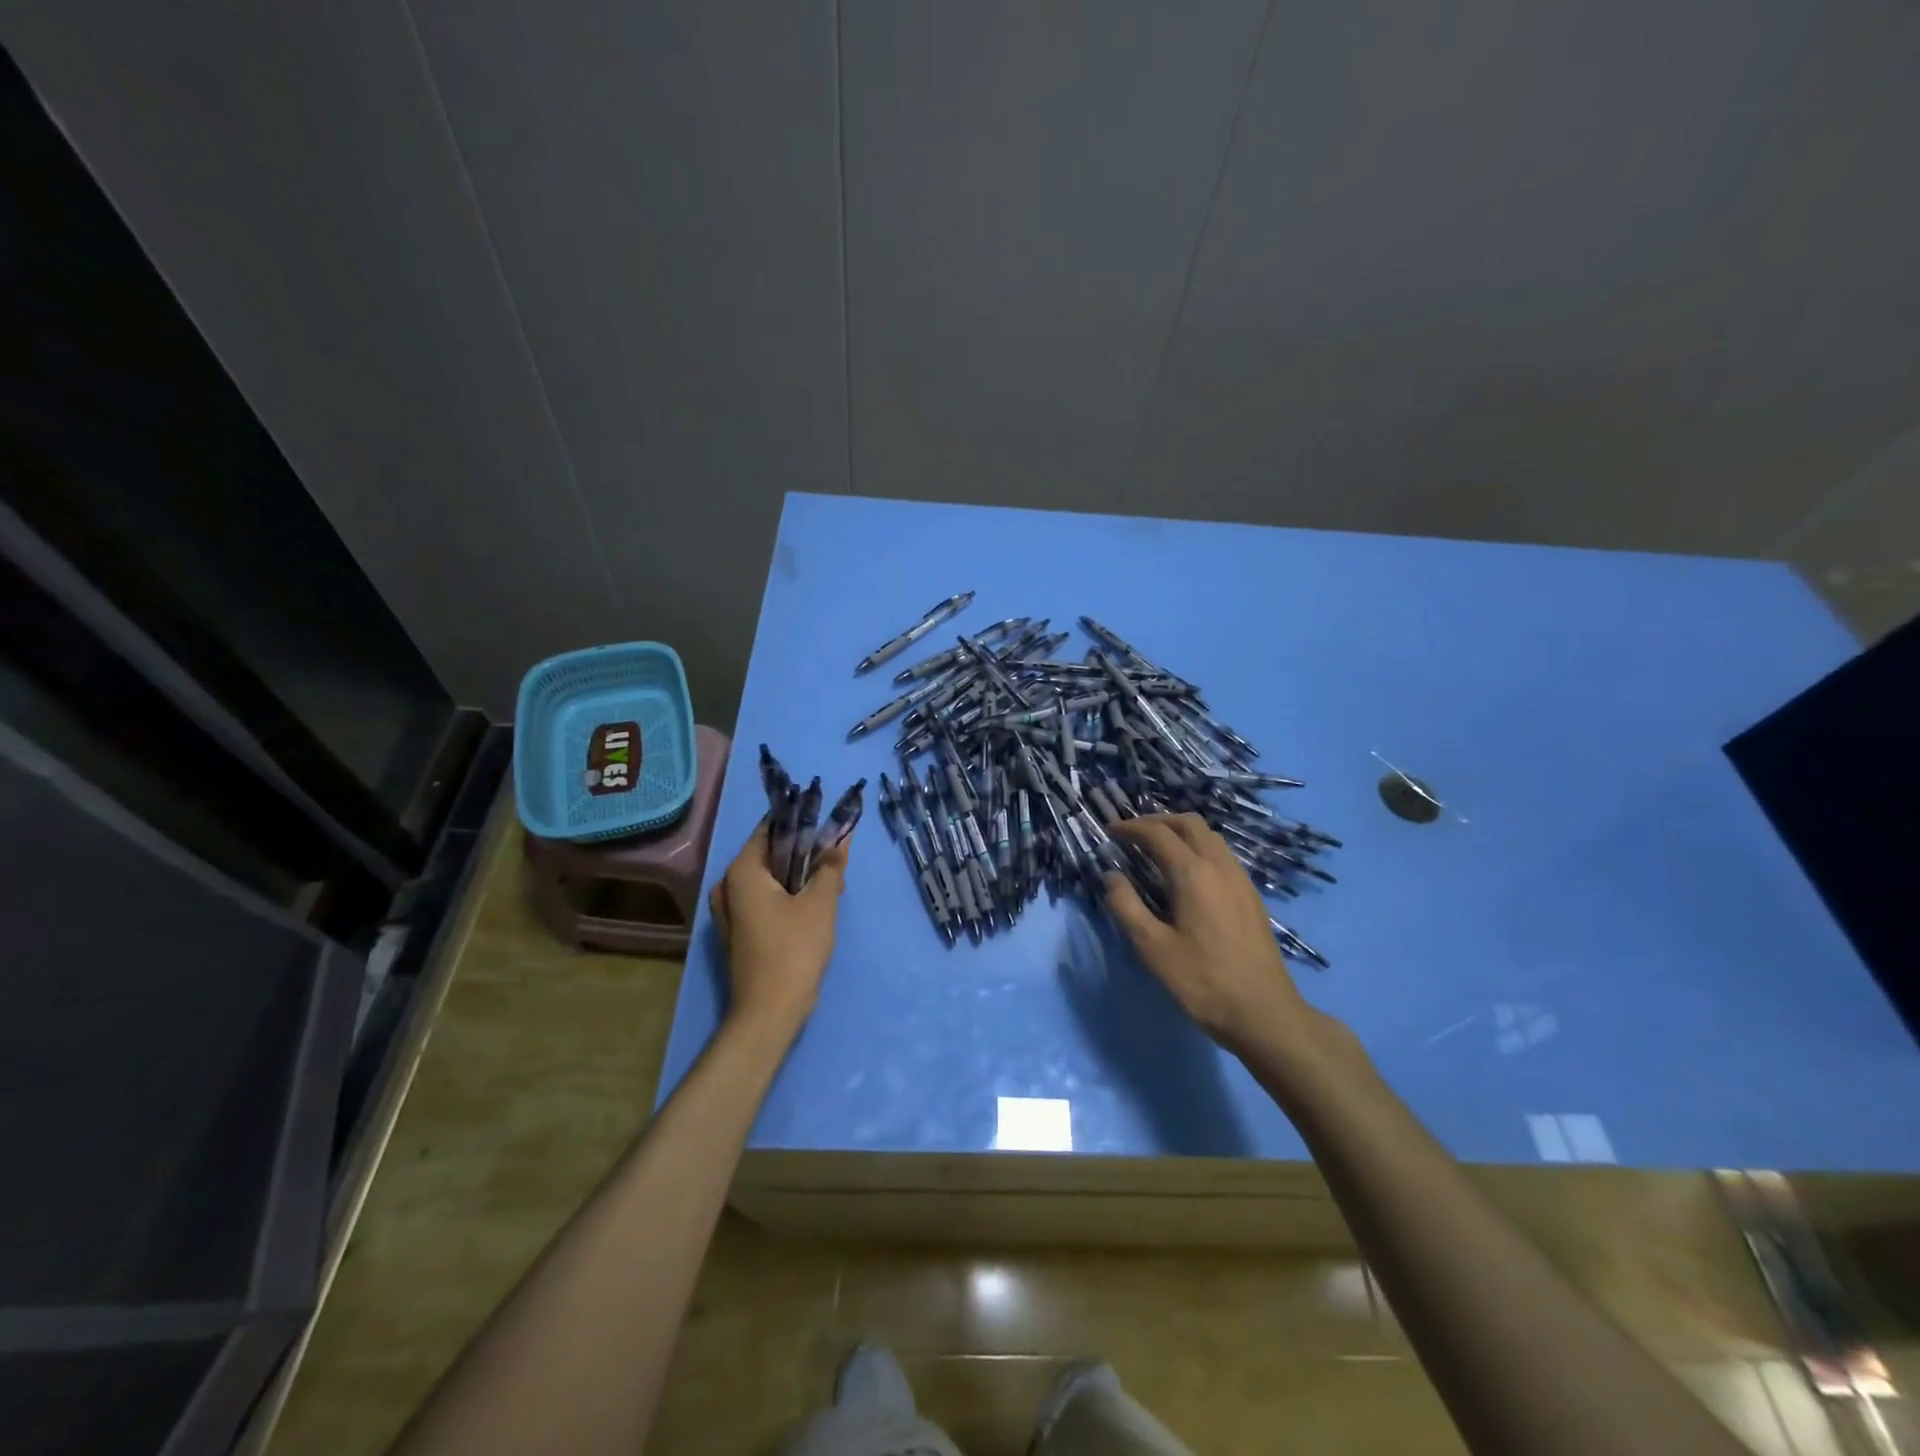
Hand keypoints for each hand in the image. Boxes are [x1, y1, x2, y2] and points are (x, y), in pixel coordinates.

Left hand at [708, 820, 850, 1036]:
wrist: (769, 1012)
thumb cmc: (795, 949)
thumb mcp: (821, 902)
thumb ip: (830, 865)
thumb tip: (840, 836)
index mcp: (742, 870)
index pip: (772, 827)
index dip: (802, 820)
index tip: (829, 820)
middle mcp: (728, 884)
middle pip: (770, 853)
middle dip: (805, 852)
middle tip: (836, 857)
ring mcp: (729, 910)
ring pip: (770, 878)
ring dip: (800, 876)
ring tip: (833, 883)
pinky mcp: (738, 930)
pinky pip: (764, 899)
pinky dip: (788, 895)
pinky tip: (815, 904)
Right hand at [1104, 814, 1336, 1059]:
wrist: (1265, 1014)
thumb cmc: (1203, 982)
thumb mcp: (1153, 948)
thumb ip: (1126, 906)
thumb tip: (1110, 876)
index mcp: (1193, 874)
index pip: (1158, 834)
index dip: (1130, 828)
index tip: (1109, 831)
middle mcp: (1220, 866)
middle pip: (1188, 823)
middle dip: (1157, 821)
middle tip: (1131, 835)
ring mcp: (1240, 879)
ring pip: (1209, 836)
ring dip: (1180, 832)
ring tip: (1156, 849)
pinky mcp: (1250, 896)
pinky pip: (1221, 854)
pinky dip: (1197, 848)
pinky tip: (1186, 873)